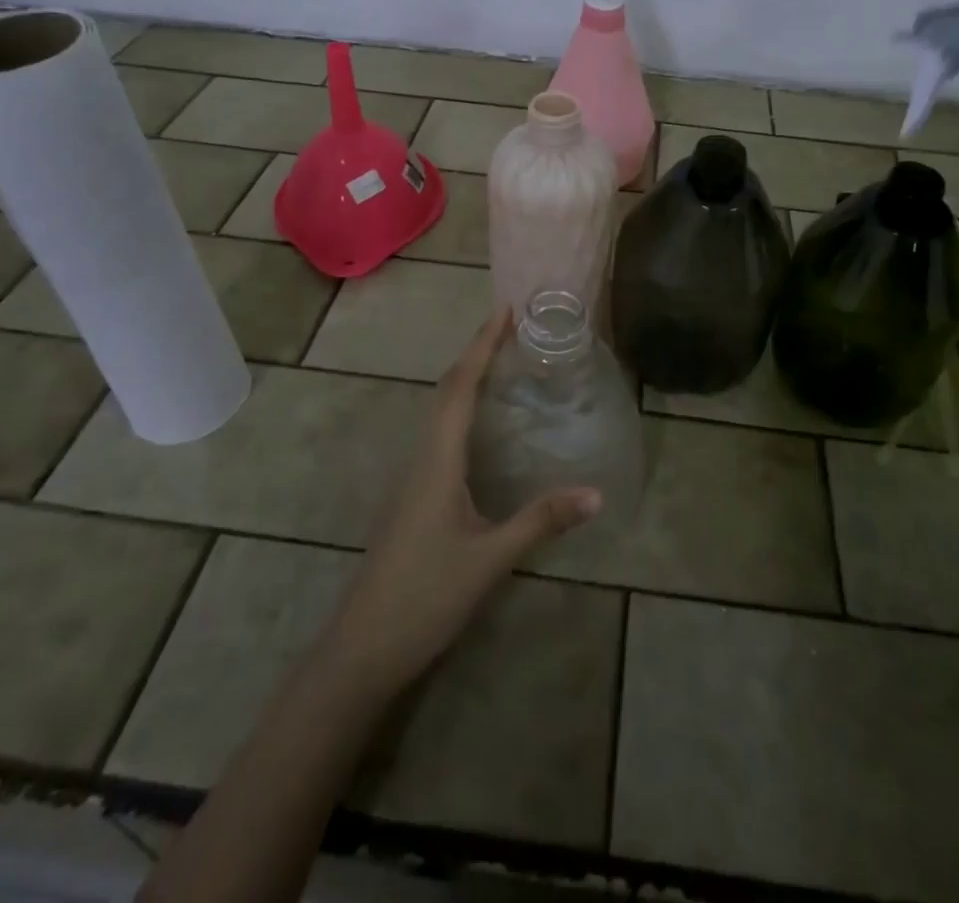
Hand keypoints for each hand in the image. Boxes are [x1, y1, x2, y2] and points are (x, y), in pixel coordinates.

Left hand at [319, 310, 601, 696]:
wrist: (362, 648)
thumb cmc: (424, 596)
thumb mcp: (490, 559)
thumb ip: (540, 521)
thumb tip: (596, 493)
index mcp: (437, 460)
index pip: (461, 388)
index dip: (482, 346)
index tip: (504, 311)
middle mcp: (421, 458)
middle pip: (447, 392)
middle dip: (476, 354)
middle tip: (510, 329)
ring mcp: (412, 479)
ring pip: (439, 413)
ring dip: (466, 380)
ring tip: (499, 364)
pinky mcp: (413, 498)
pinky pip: (438, 435)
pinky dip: (460, 411)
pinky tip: (478, 428)